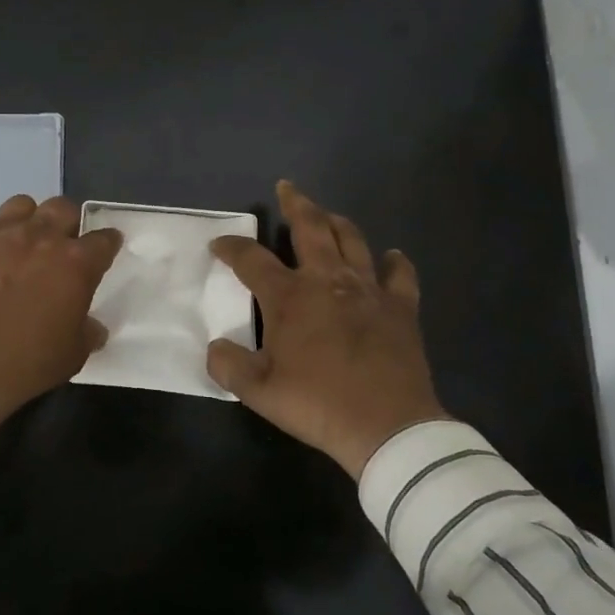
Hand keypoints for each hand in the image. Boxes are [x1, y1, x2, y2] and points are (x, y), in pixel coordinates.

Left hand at [0, 195, 122, 422]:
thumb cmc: (27, 364)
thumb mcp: (72, 355)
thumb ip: (87, 332)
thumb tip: (94, 327)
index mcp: (75, 263)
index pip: (103, 240)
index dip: (107, 243)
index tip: (106, 247)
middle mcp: (39, 238)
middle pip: (62, 208)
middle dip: (66, 222)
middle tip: (60, 244)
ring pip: (19, 204)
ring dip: (25, 220)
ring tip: (19, 242)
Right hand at [207, 180, 444, 476]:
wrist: (386, 426)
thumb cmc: (317, 404)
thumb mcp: (258, 391)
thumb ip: (228, 365)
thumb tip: (215, 347)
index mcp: (289, 297)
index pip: (251, 259)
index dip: (231, 248)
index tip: (219, 244)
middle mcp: (327, 280)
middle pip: (310, 228)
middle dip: (296, 204)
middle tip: (287, 188)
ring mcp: (368, 290)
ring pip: (352, 240)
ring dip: (337, 222)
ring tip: (328, 215)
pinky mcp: (400, 307)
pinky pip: (400, 275)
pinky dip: (394, 262)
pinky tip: (391, 256)